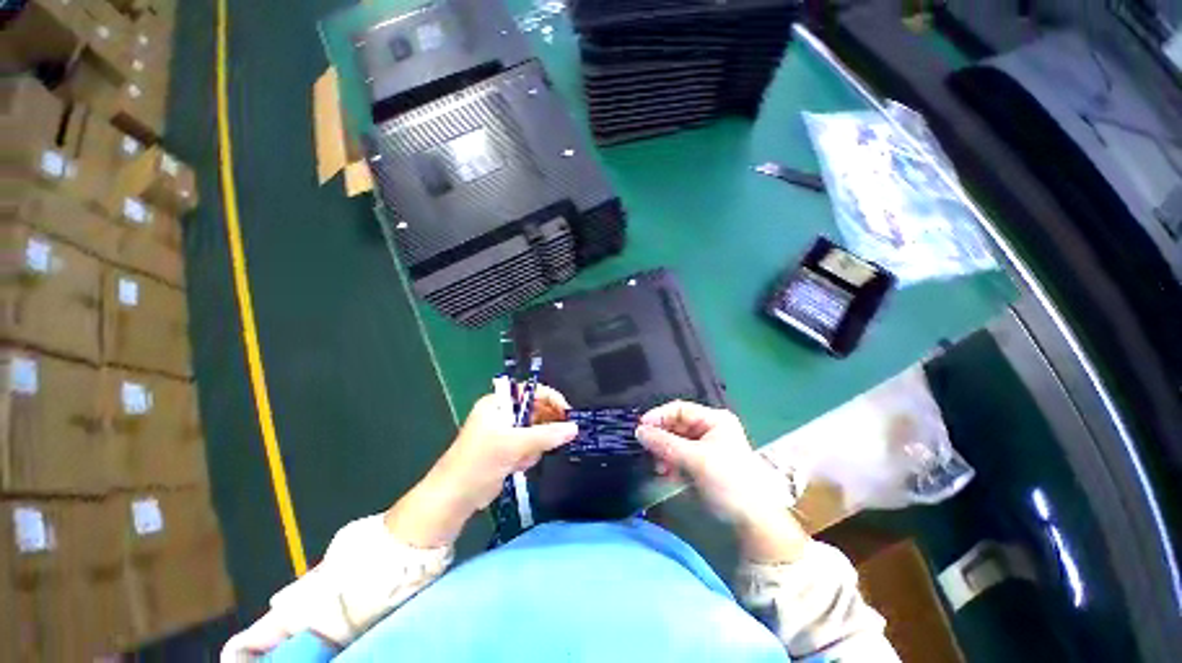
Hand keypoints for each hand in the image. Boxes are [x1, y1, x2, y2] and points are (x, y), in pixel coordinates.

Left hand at [385, 385, 577, 547]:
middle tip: (558, 437)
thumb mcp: (515, 445)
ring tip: (524, 458)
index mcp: (498, 403)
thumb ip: (546, 435)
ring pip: (534, 431)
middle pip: (534, 411)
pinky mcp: (506, 450)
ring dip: (534, 445)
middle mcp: (501, 414)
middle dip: (543, 427)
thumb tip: (574, 428)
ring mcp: (504, 433)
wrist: (454, 498)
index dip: (550, 399)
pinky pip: (528, 446)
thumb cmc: (480, 462)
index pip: (531, 392)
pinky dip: (528, 455)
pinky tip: (519, 466)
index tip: (567, 413)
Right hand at [636, 401, 807, 562]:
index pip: (679, 409)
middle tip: (645, 449)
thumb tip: (638, 431)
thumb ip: (664, 443)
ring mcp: (707, 448)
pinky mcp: (703, 465)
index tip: (640, 428)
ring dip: (664, 452)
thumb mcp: (695, 459)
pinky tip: (664, 473)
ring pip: (676, 442)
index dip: (658, 416)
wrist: (753, 523)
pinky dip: (670, 463)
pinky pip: (680, 457)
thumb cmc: (728, 482)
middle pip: (677, 425)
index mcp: (715, 420)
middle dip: (660, 437)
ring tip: (657, 466)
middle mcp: (710, 429)